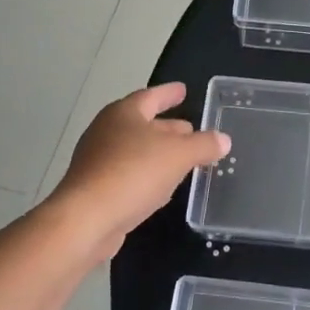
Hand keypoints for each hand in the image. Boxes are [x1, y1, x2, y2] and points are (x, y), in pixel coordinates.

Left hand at [51, 83, 229, 260]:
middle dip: (168, 126)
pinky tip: (162, 186)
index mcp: (124, 113)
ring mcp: (97, 160)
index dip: (169, 93)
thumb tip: (223, 139)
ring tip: (183, 158)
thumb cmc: (133, 173)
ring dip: (159, 152)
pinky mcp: (95, 188)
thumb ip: (203, 145)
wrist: (85, 220)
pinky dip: (147, 174)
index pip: (151, 96)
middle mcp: (107, 131)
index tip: (183, 90)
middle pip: (143, 123)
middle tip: (191, 129)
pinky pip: (128, 173)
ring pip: (136, 150)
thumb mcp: (179, 155)